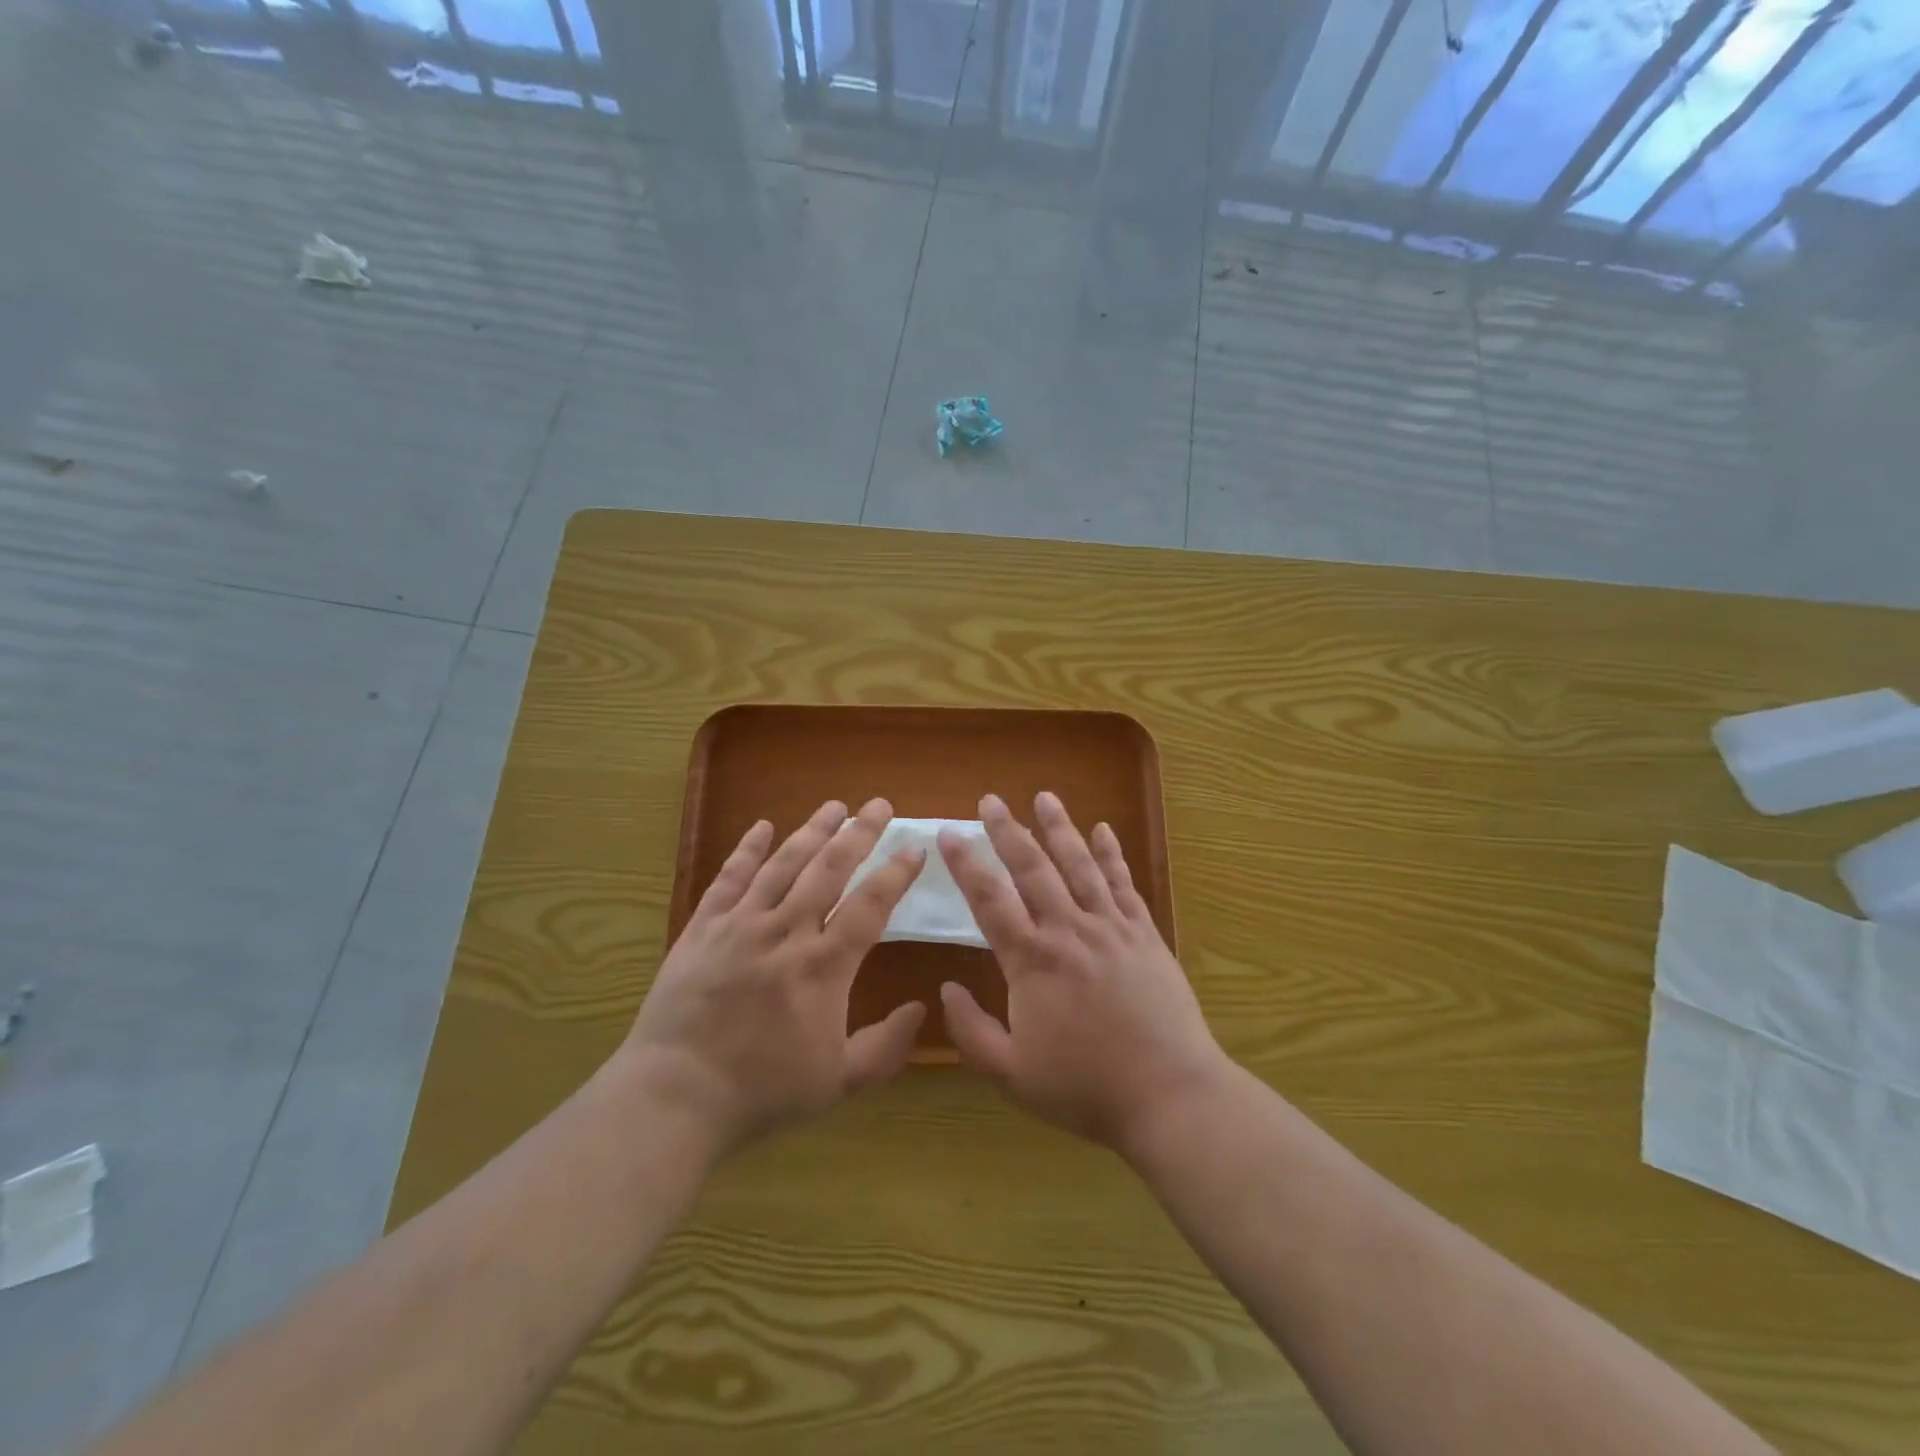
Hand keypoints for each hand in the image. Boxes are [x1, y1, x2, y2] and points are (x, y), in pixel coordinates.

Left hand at [625, 799, 926, 1153]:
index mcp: (823, 966)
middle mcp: (786, 931)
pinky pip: (729, 878)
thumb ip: (886, 1046)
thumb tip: (921, 1007)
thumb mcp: (838, 1082)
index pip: (870, 905)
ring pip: (784, 864)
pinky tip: (762, 826)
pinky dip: (747, 849)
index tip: (915, 846)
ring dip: (812, 831)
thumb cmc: (762, 1090)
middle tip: (880, 804)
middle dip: (859, 833)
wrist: (675, 1096)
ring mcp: (741, 924)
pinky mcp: (704, 927)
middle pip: (830, 869)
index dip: (896, 873)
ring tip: (835, 805)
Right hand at [937, 792, 1229, 1152]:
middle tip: (990, 800)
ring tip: (1044, 797)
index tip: (948, 834)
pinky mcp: (1144, 934)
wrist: (1169, 1094)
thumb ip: (971, 1031)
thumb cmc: (1085, 1088)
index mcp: (1032, 961)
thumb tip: (946, 989)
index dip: (965, 864)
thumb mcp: (1012, 1074)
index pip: (989, 900)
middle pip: (1032, 869)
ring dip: (1060, 828)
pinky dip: (1112, 854)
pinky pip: (1124, 883)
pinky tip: (1103, 830)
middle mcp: (1068, 930)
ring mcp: (1110, 927)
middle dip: (1008, 831)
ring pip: (1080, 865)